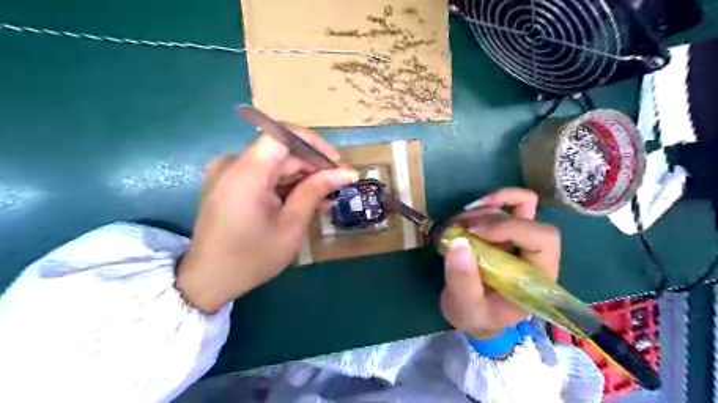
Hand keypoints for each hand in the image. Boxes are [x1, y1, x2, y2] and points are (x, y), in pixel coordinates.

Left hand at [175, 124, 357, 312]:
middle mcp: (233, 164)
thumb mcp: (291, 225)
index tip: (336, 163)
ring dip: (302, 178)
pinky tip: (305, 201)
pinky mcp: (229, 184)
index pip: (283, 135)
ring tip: (326, 197)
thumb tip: (346, 172)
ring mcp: (228, 173)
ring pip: (275, 164)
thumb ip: (316, 191)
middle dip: (312, 166)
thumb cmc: (252, 257)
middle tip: (339, 185)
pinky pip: (263, 175)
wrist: (209, 281)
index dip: (314, 143)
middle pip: (281, 151)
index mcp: (246, 172)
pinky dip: (285, 185)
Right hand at [438, 187, 559, 338]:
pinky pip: (509, 203)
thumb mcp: (467, 308)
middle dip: (488, 220)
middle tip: (456, 230)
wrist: (474, 313)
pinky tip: (468, 211)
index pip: (542, 238)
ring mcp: (520, 238)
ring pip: (510, 207)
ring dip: (478, 213)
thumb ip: (463, 281)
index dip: (510, 228)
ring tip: (452, 228)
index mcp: (538, 276)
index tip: (473, 233)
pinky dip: (489, 201)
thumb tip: (459, 242)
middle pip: (525, 217)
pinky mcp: (505, 230)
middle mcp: (534, 252)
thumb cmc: (477, 316)